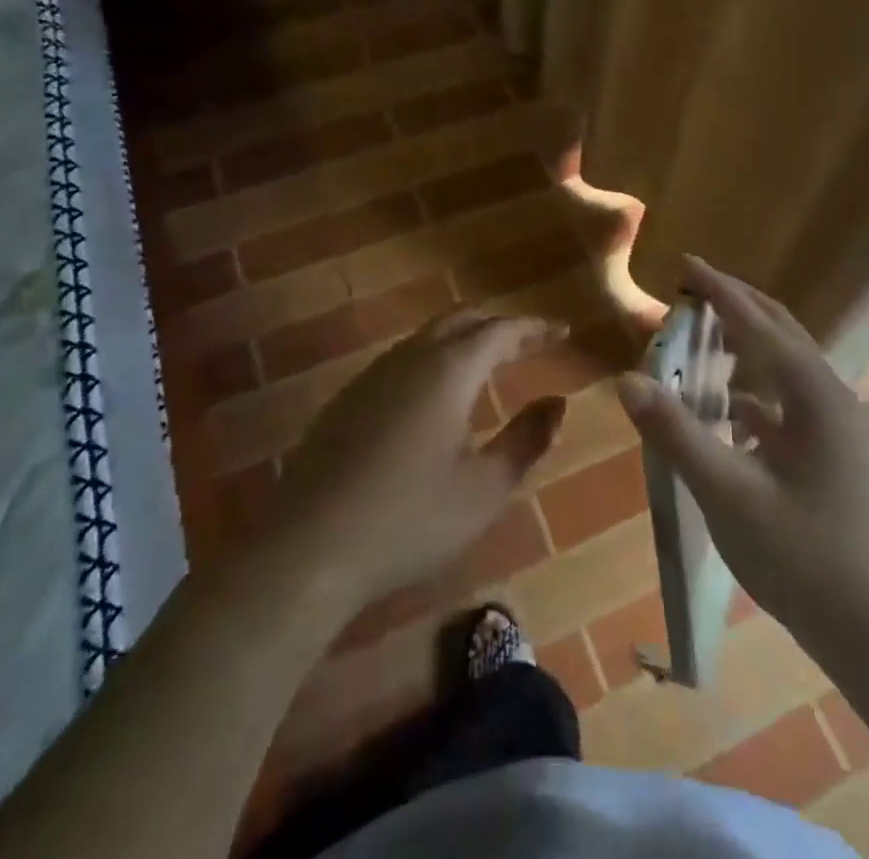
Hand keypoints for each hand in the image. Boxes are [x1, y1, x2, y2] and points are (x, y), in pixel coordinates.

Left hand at [270, 310, 567, 609]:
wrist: (307, 548)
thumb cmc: (409, 519)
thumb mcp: (484, 488)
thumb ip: (526, 440)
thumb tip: (557, 403)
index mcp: (449, 370)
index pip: (500, 331)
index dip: (534, 328)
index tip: (561, 331)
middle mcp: (410, 358)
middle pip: (461, 320)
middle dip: (498, 326)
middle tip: (529, 342)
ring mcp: (373, 376)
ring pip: (428, 337)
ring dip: (463, 340)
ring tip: (489, 363)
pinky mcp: (348, 399)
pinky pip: (403, 361)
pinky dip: (434, 361)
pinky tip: (437, 396)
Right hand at [618, 256, 868, 653]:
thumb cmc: (800, 557)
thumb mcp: (728, 494)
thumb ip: (677, 433)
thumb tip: (627, 379)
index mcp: (815, 394)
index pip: (759, 323)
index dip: (719, 291)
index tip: (685, 262)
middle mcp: (831, 396)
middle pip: (780, 330)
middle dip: (736, 304)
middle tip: (691, 288)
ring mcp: (837, 424)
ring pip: (786, 363)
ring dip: (747, 341)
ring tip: (703, 334)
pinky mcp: (832, 450)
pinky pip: (788, 399)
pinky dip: (754, 387)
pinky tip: (728, 405)